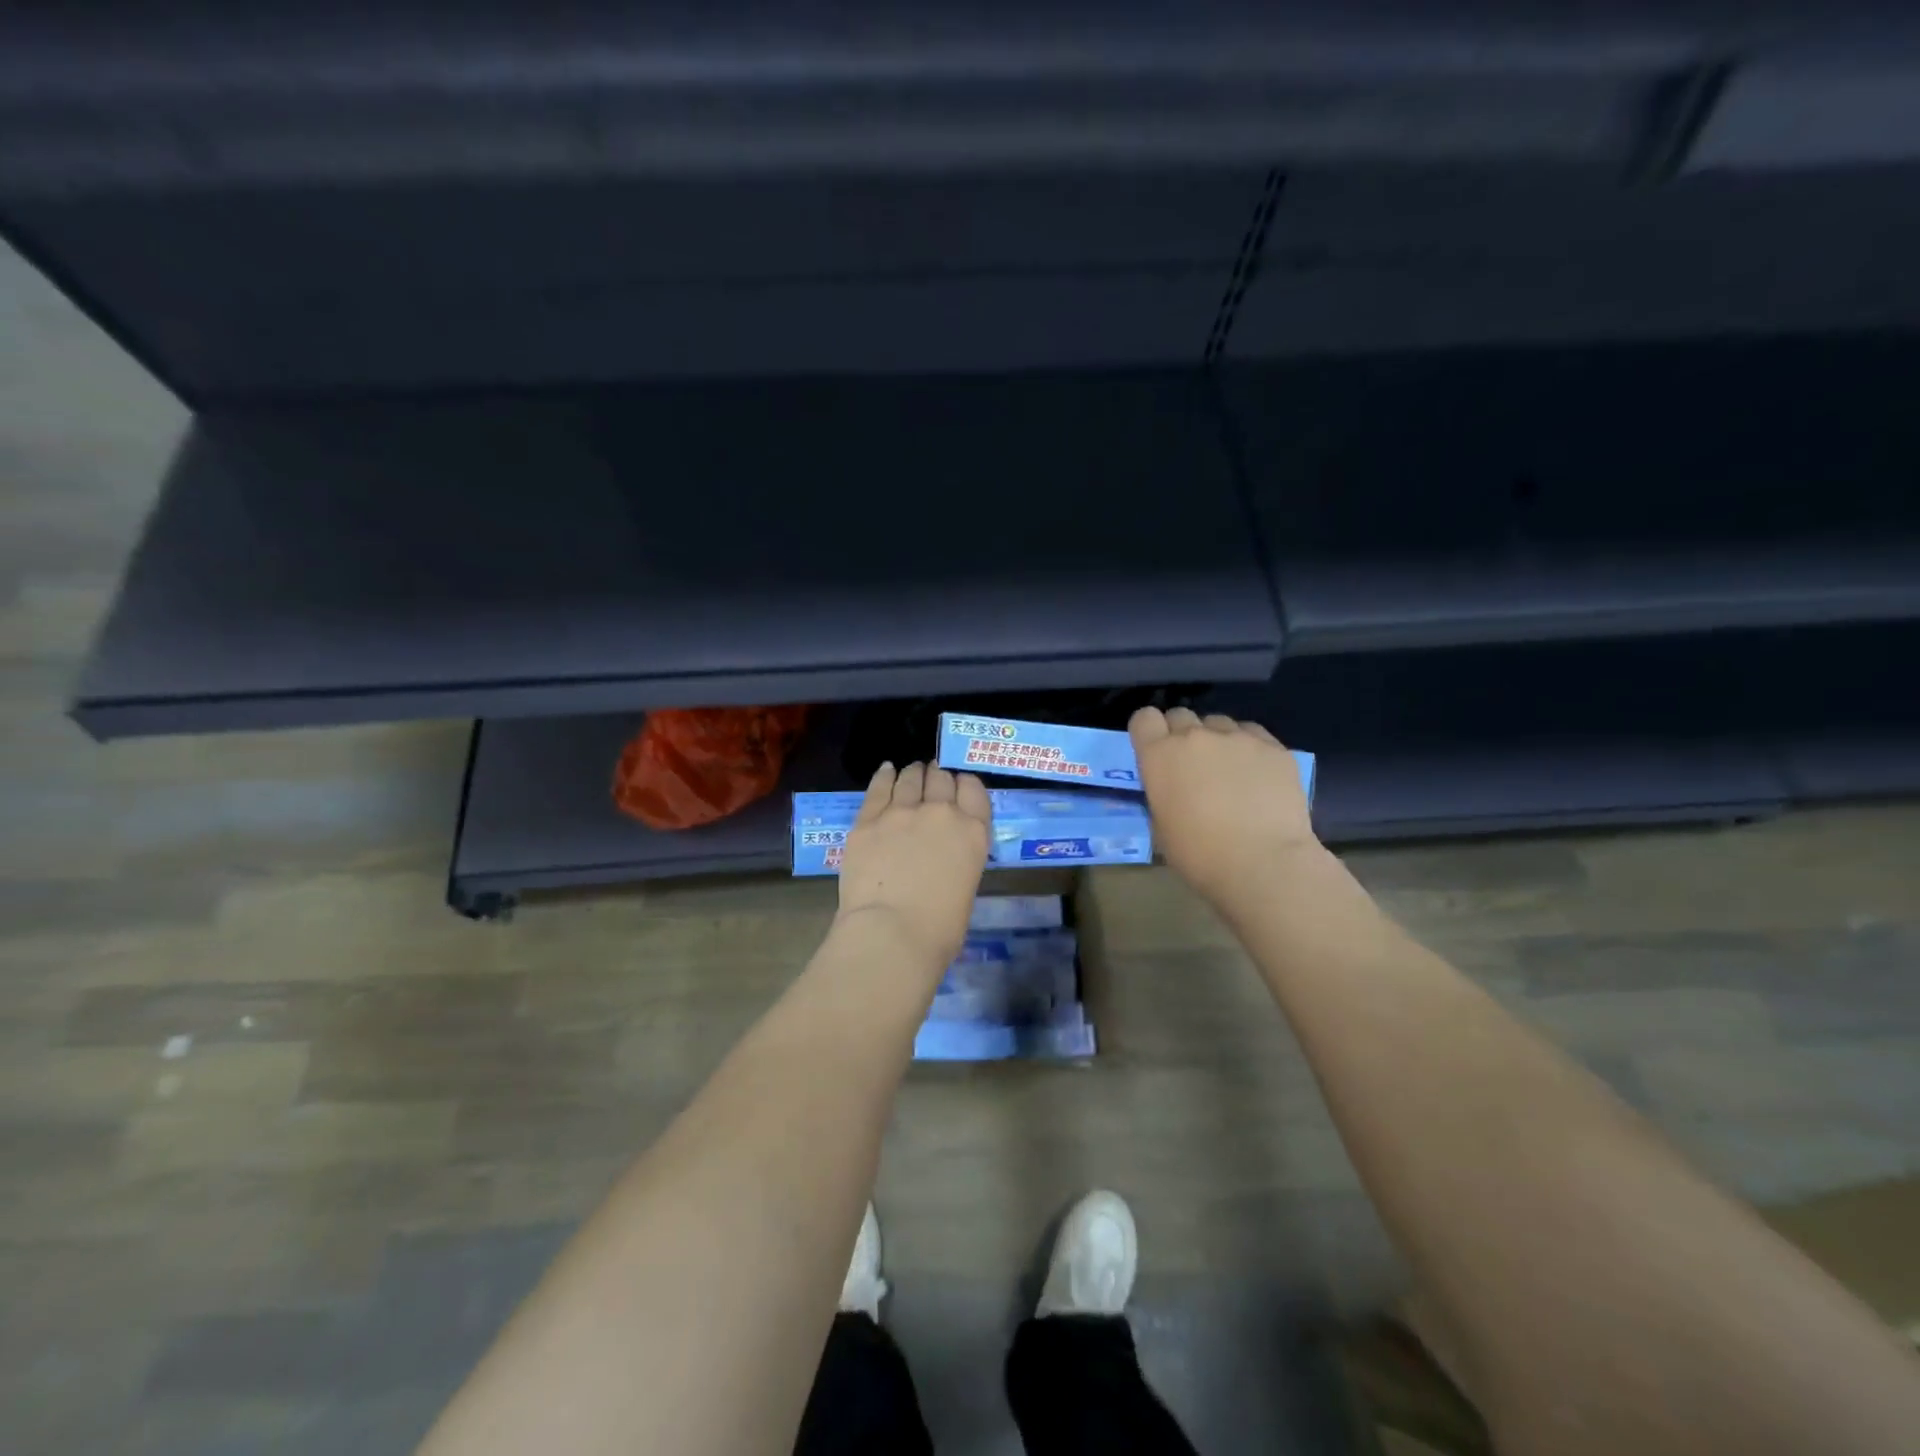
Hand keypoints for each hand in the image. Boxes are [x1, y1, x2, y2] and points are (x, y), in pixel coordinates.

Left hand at [834, 762, 990, 970]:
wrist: (891, 933)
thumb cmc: (939, 930)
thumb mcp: (966, 888)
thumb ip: (958, 860)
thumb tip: (943, 860)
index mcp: (973, 832)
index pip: (974, 789)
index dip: (965, 785)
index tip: (958, 788)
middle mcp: (941, 813)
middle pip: (941, 778)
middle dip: (938, 777)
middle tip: (933, 779)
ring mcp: (902, 812)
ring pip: (910, 778)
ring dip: (913, 774)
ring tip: (912, 773)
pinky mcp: (868, 820)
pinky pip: (879, 787)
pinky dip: (885, 776)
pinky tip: (887, 770)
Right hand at [1129, 707, 1318, 904]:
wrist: (1263, 863)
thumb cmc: (1200, 855)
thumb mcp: (1161, 826)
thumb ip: (1162, 793)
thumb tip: (1173, 789)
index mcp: (1159, 755)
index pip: (1144, 718)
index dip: (1149, 732)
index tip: (1155, 751)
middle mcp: (1195, 736)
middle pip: (1181, 715)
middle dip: (1182, 734)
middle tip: (1192, 765)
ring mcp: (1237, 737)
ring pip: (1219, 723)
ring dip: (1217, 740)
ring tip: (1229, 770)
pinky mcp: (1273, 746)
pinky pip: (1253, 734)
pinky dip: (1249, 748)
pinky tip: (1257, 775)